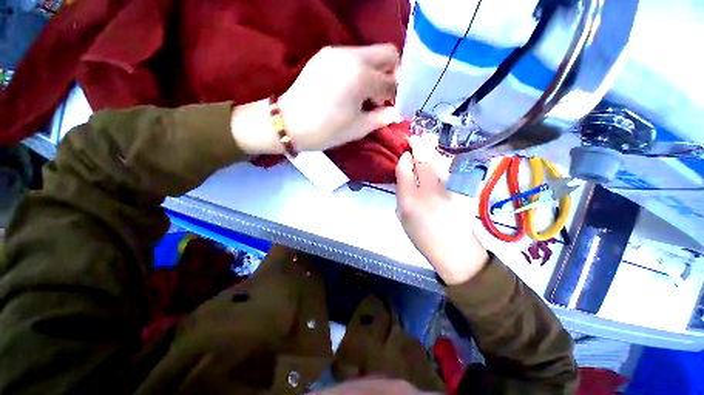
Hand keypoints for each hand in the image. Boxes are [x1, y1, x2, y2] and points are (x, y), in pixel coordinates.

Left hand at [280, 44, 400, 150]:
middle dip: (393, 74)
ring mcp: (337, 52)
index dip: (397, 95)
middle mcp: (352, 56)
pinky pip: (353, 57)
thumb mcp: (358, 128)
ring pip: (370, 53)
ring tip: (367, 95)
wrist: (289, 123)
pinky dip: (361, 70)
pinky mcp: (325, 55)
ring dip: (376, 72)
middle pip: (387, 54)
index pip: (392, 81)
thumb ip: (381, 118)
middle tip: (385, 96)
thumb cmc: (326, 130)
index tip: (394, 106)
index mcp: (361, 77)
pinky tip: (353, 88)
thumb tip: (397, 113)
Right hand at [395, 138, 489, 284]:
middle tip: (414, 139)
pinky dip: (442, 160)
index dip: (404, 158)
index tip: (404, 153)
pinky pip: (449, 168)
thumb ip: (402, 192)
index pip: (405, 169)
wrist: (454, 249)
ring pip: (439, 161)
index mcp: (409, 200)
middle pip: (423, 160)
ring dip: (431, 150)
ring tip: (425, 144)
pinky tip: (438, 160)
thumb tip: (404, 172)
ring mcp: (449, 188)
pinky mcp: (463, 189)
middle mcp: (429, 190)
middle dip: (418, 145)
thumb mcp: (403, 216)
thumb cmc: (423, 236)